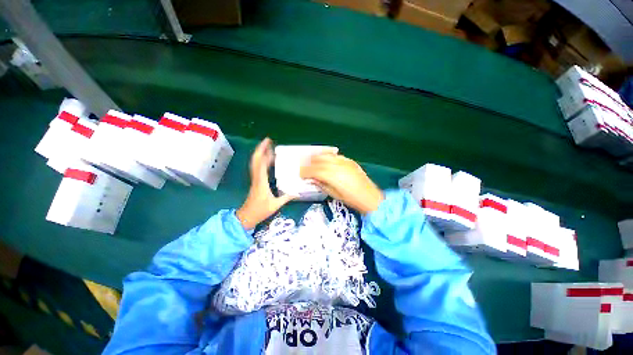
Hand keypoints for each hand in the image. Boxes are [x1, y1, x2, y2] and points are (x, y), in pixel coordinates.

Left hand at [236, 138, 294, 229]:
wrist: (246, 217)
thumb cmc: (260, 211)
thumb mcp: (275, 205)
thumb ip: (287, 197)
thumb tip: (298, 192)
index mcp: (261, 182)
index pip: (260, 164)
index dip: (263, 152)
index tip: (268, 143)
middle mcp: (256, 178)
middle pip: (255, 160)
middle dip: (261, 149)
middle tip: (268, 141)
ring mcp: (255, 179)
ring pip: (255, 163)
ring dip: (261, 154)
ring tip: (269, 148)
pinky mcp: (255, 182)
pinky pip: (257, 168)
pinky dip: (262, 161)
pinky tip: (269, 160)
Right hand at [300, 153, 383, 213]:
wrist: (370, 197)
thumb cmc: (351, 200)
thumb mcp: (334, 194)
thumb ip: (322, 184)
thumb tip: (312, 179)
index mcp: (332, 176)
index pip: (314, 170)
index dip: (306, 171)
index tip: (301, 174)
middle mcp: (337, 166)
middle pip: (319, 160)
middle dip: (309, 162)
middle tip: (303, 166)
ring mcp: (345, 162)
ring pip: (327, 155)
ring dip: (317, 157)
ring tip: (311, 160)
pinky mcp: (350, 161)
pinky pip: (336, 156)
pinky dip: (328, 156)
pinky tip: (325, 159)